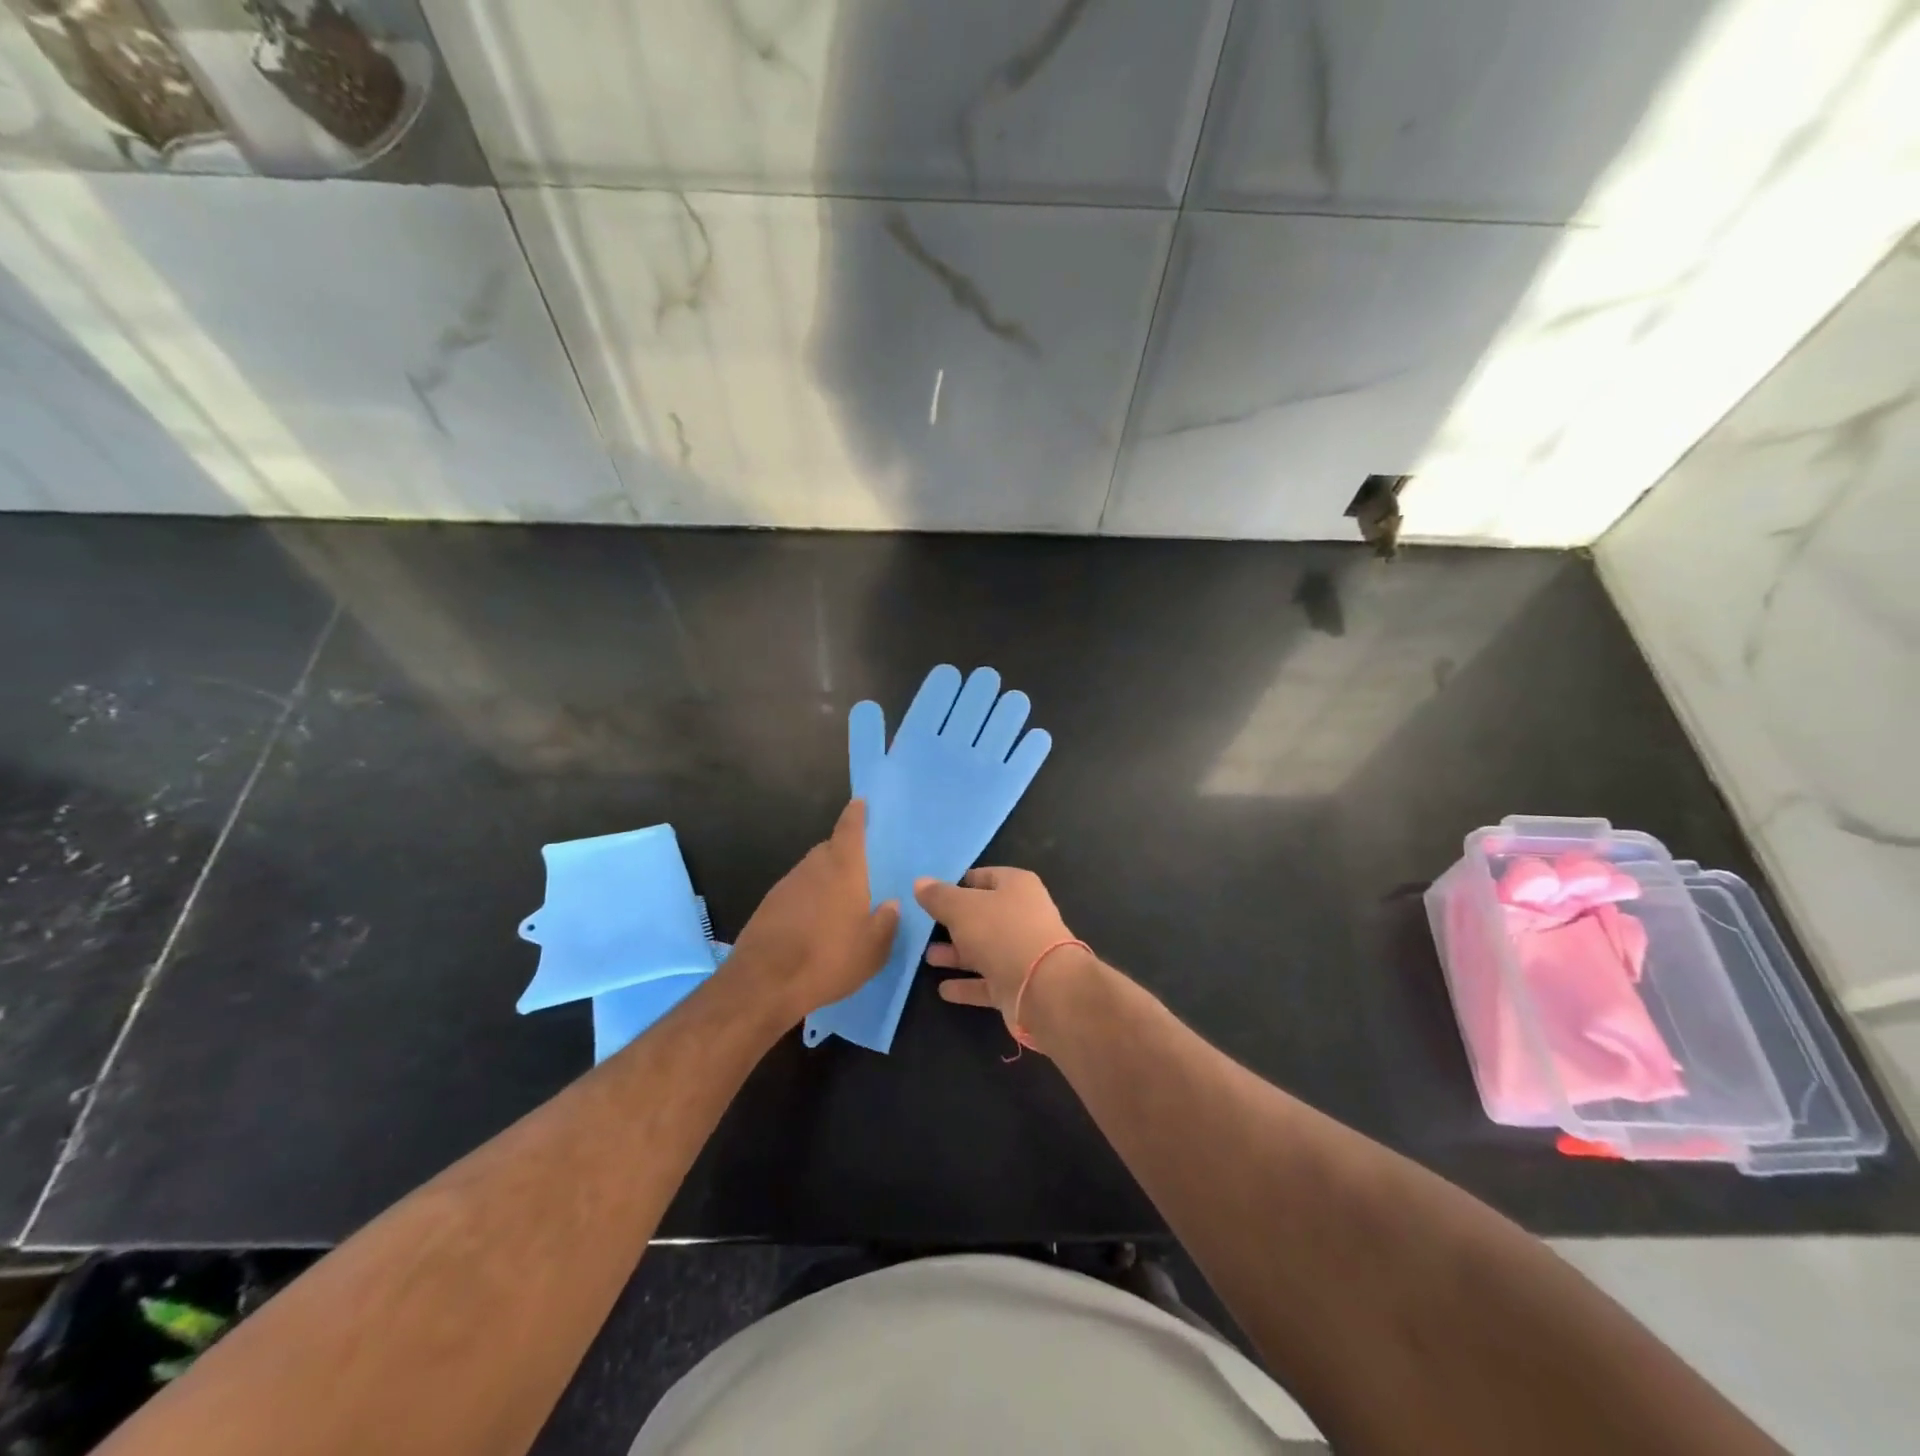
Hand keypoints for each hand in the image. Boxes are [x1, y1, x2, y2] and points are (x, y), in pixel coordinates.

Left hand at [727, 800, 898, 1025]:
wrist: (763, 983)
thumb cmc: (828, 958)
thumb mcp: (873, 948)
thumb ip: (887, 922)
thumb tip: (891, 904)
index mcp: (843, 868)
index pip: (849, 829)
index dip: (856, 814)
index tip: (860, 802)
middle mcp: (813, 867)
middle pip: (829, 849)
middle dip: (844, 854)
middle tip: (861, 870)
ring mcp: (786, 885)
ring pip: (811, 872)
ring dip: (825, 880)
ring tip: (840, 904)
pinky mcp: (768, 906)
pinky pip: (796, 893)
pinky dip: (808, 900)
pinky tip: (814, 924)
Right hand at [915, 868, 1085, 1049]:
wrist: (1043, 988)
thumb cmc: (1002, 933)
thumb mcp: (962, 908)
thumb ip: (939, 896)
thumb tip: (920, 882)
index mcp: (1017, 886)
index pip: (984, 877)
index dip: (958, 883)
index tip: (931, 895)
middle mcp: (1023, 916)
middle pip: (983, 915)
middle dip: (954, 922)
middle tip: (924, 928)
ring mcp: (1022, 952)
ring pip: (983, 949)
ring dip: (957, 954)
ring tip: (927, 957)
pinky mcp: (1018, 984)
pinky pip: (987, 981)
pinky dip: (967, 985)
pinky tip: (943, 989)